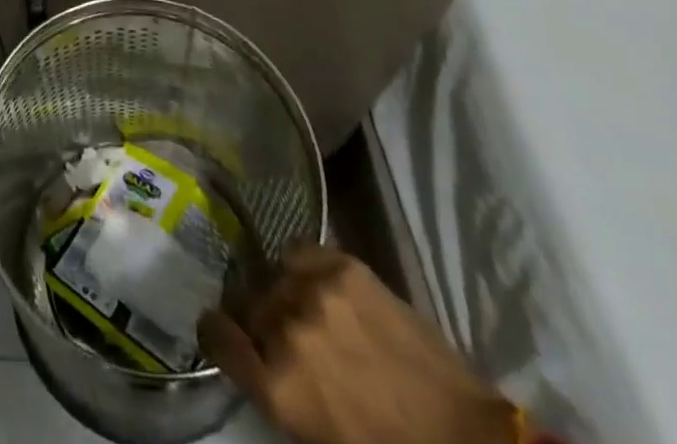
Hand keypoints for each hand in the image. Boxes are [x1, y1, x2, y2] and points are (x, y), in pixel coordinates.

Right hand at [199, 245, 516, 443]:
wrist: (462, 436)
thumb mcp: (313, 434)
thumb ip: (273, 387)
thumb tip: (248, 351)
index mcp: (276, 385)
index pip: (215, 335)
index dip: (216, 332)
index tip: (225, 332)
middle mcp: (285, 330)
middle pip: (246, 303)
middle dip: (258, 318)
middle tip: (283, 334)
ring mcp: (314, 291)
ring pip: (273, 276)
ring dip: (284, 293)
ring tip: (311, 310)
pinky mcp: (343, 265)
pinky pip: (300, 251)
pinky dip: (305, 268)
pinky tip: (324, 287)